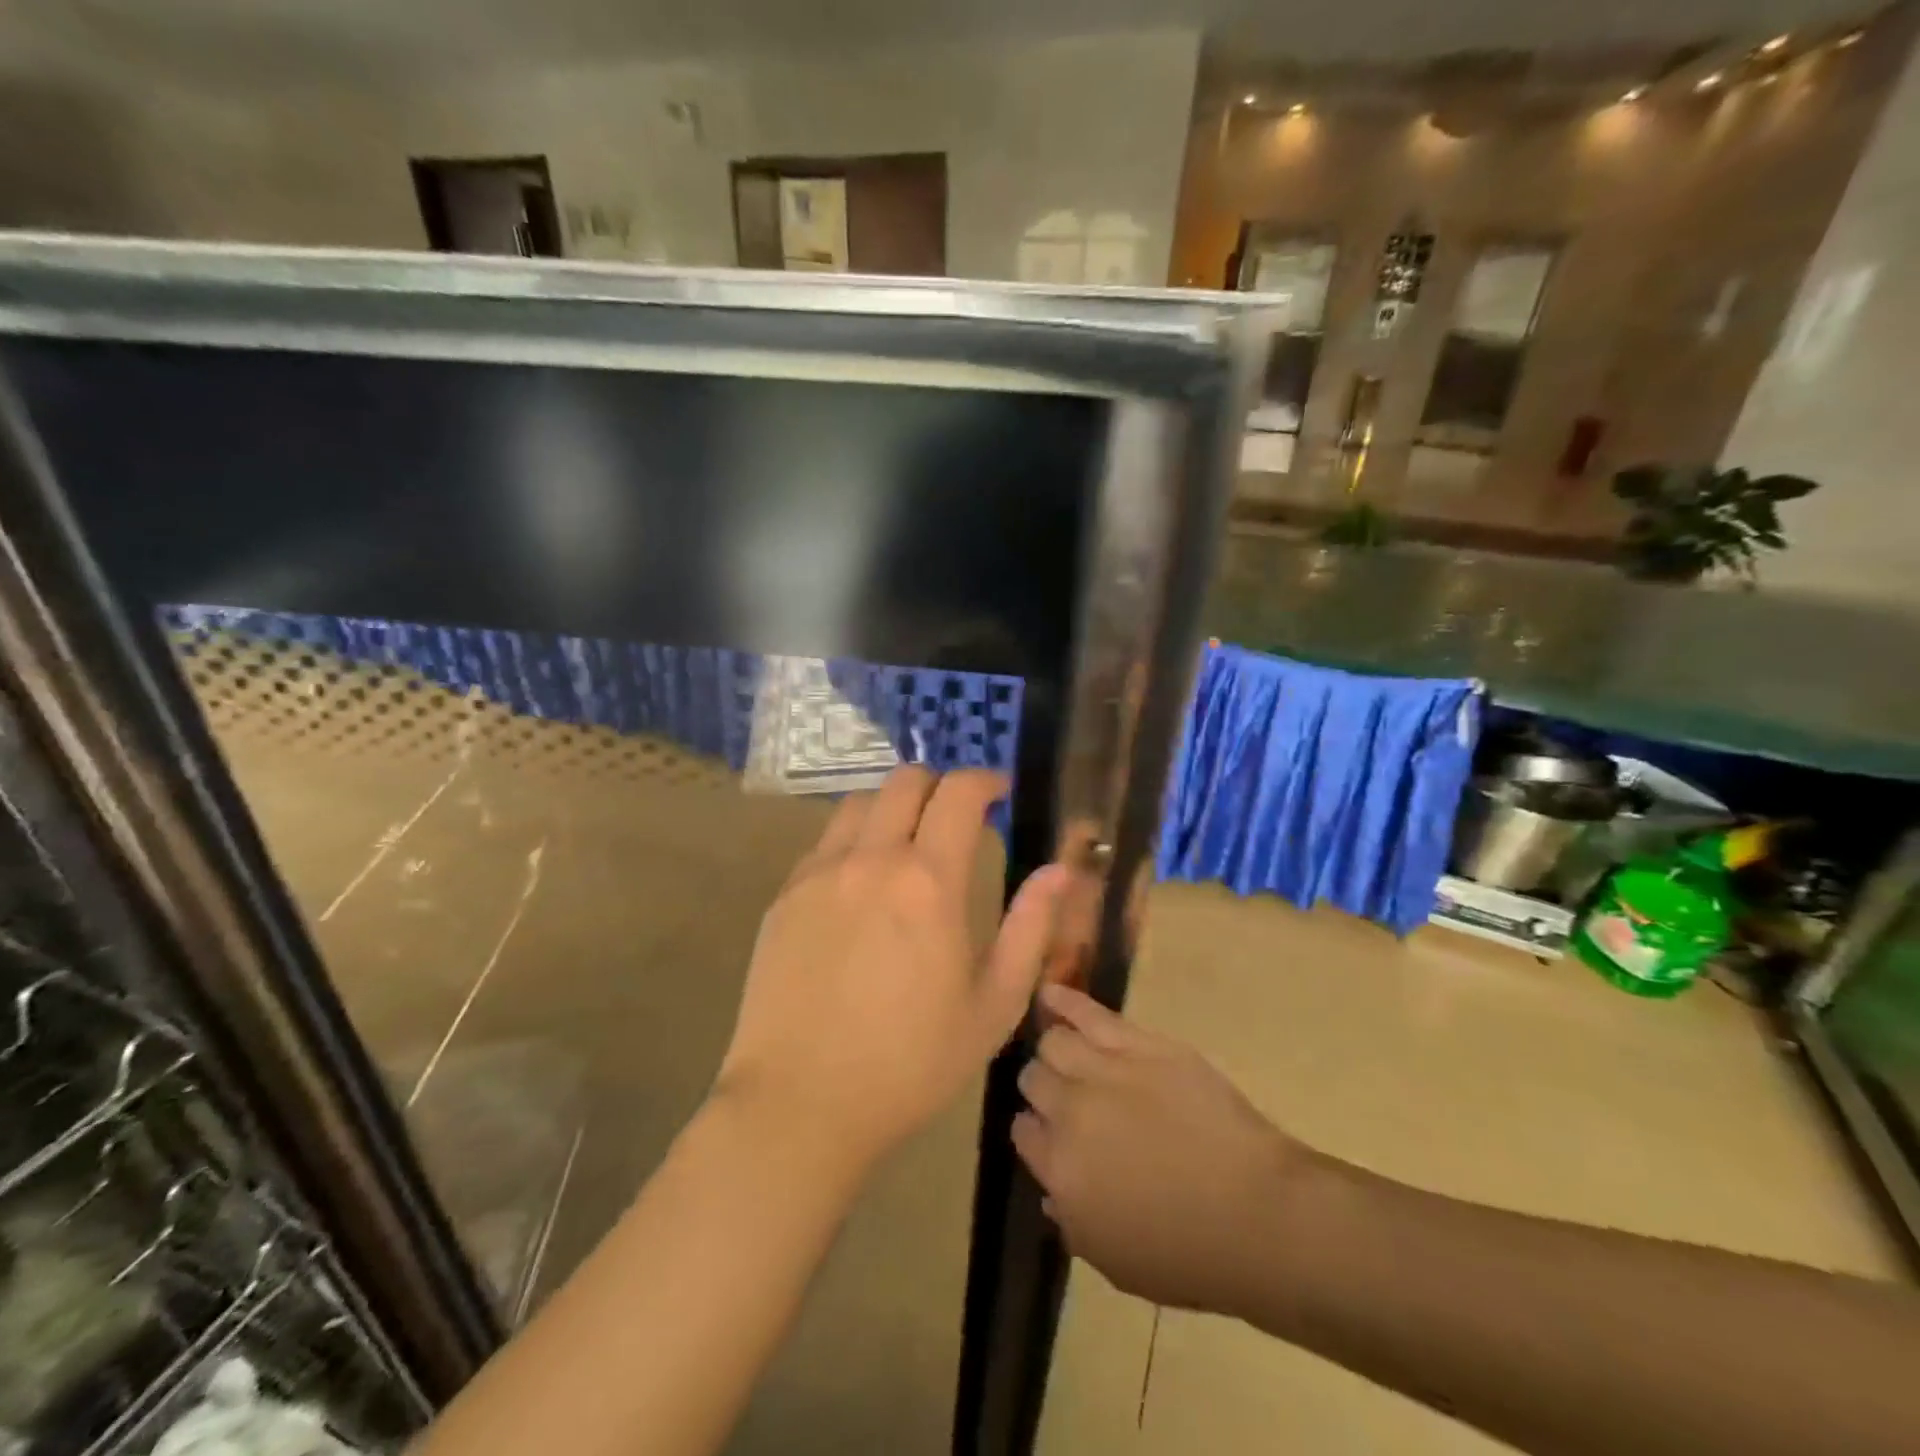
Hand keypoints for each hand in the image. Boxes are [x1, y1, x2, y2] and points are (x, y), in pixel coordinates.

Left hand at [717, 767, 1066, 1169]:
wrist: (800, 1103)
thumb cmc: (911, 1064)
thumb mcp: (993, 1005)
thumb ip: (1030, 928)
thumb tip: (1060, 870)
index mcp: (928, 882)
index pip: (959, 792)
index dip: (985, 781)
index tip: (999, 794)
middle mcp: (871, 859)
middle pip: (905, 781)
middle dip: (939, 785)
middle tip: (956, 819)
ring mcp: (819, 873)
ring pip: (860, 803)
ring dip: (893, 807)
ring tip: (907, 845)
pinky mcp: (784, 896)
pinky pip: (825, 842)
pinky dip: (854, 840)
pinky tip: (861, 885)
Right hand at [1012, 984, 1304, 1315]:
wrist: (1258, 1214)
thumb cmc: (1188, 1253)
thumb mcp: (1114, 1261)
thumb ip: (1071, 1220)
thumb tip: (1052, 1188)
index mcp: (1059, 1170)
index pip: (1022, 1131)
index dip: (1035, 1131)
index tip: (1049, 1135)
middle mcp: (1070, 1112)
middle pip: (1034, 1080)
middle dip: (1043, 1088)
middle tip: (1065, 1097)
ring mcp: (1104, 1072)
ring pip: (1055, 1042)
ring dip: (1055, 1049)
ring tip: (1064, 1051)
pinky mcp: (1139, 1045)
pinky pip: (1089, 1014)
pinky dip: (1064, 1001)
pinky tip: (1049, 993)